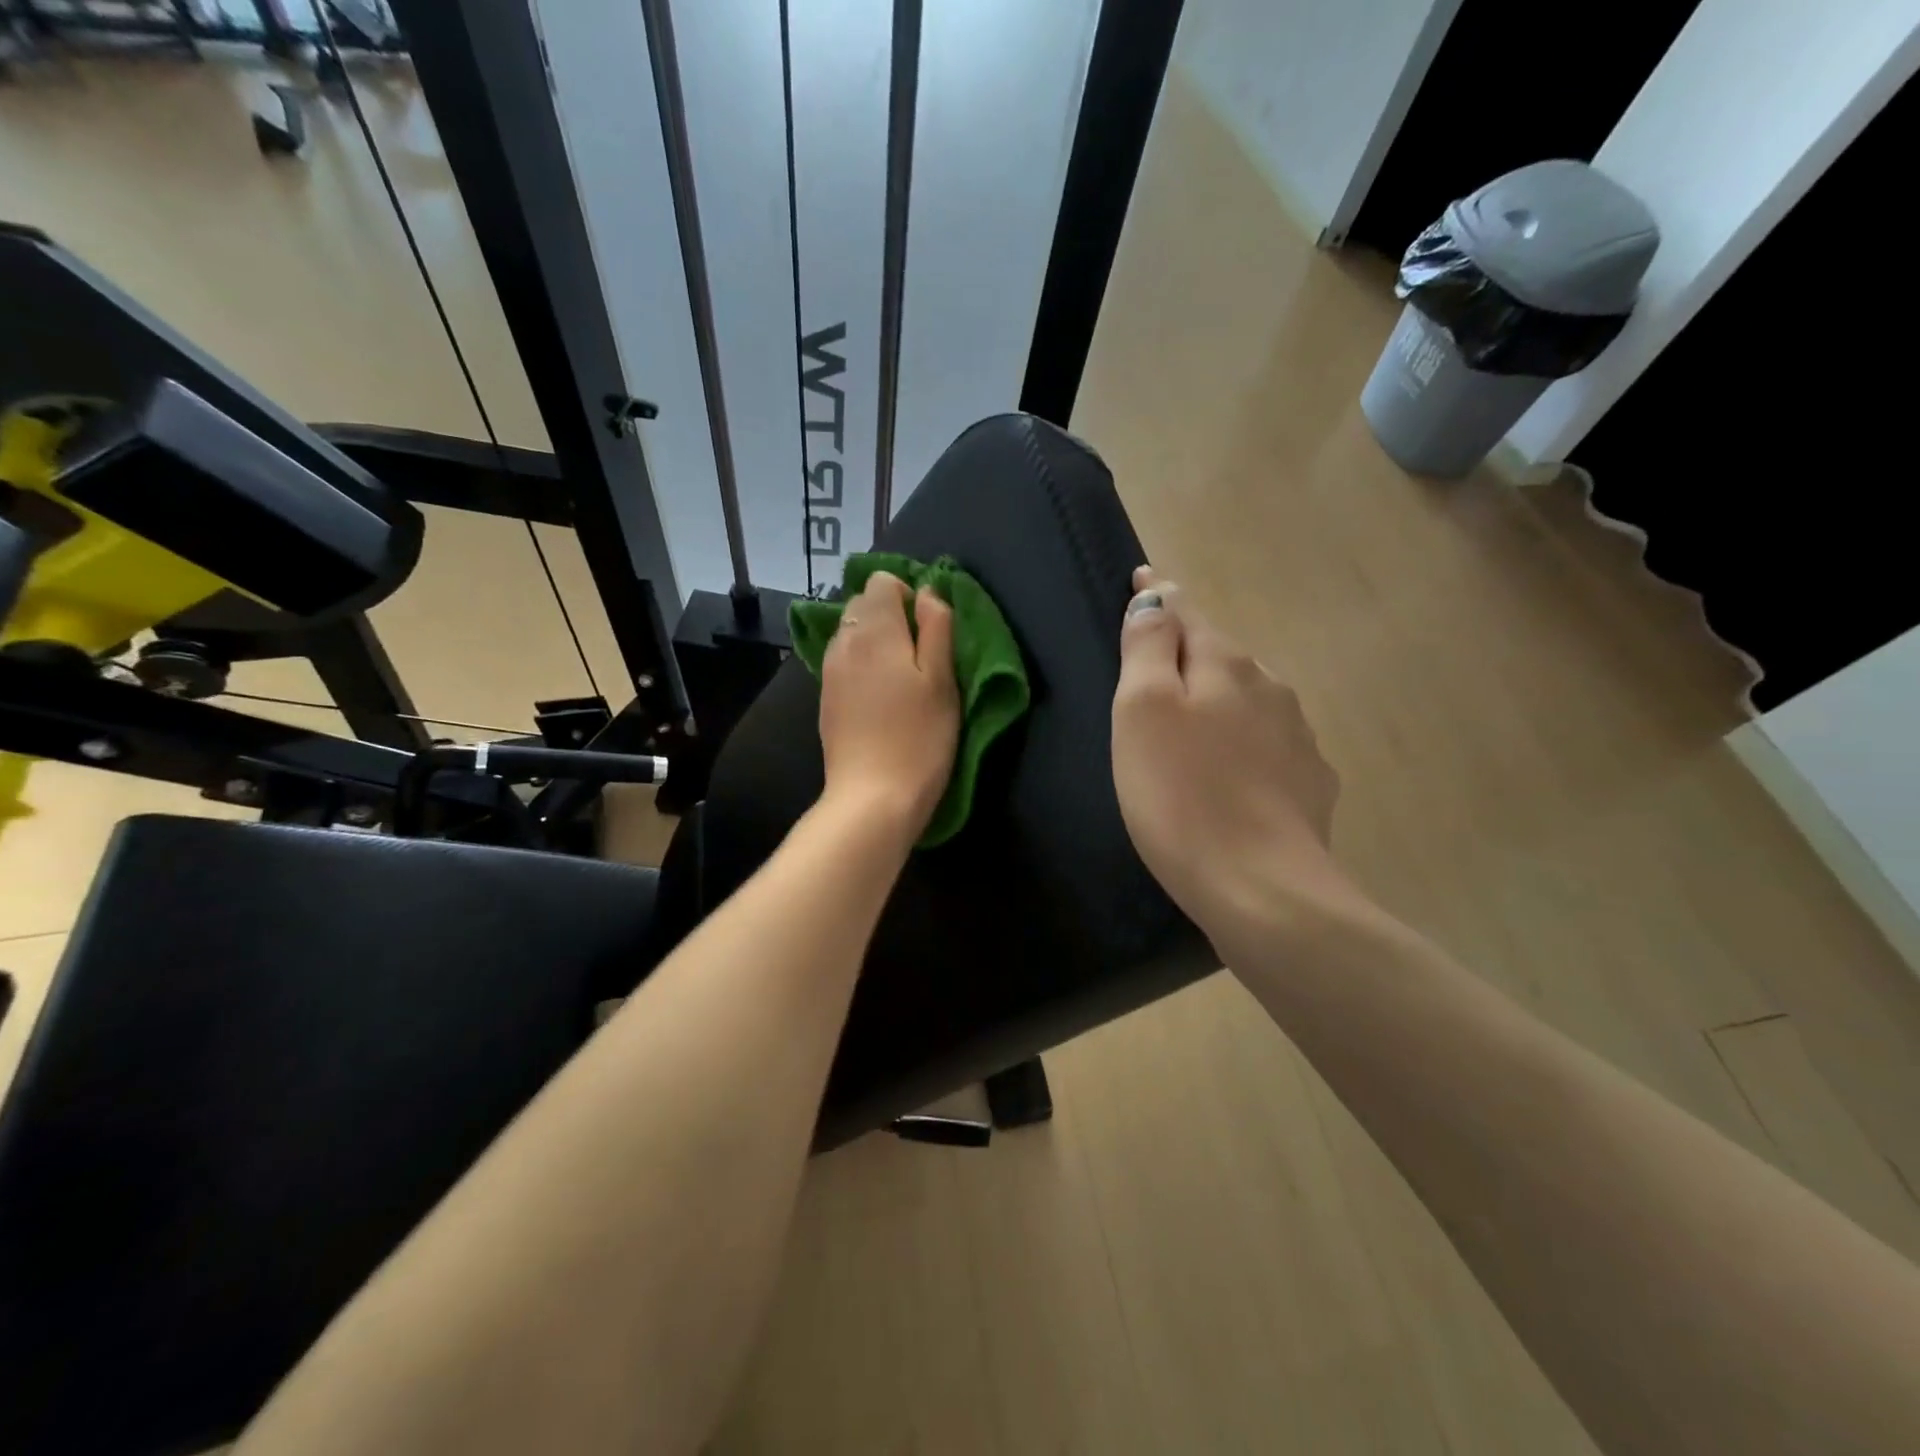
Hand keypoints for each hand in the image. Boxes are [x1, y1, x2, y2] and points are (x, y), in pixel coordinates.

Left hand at [818, 571, 960, 842]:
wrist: (872, 797)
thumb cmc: (919, 738)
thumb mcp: (943, 680)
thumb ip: (937, 627)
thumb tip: (928, 592)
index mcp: (875, 629)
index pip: (882, 581)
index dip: (909, 595)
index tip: (929, 629)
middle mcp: (844, 641)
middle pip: (863, 604)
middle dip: (891, 615)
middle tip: (920, 654)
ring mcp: (829, 670)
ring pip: (851, 633)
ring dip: (875, 641)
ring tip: (901, 677)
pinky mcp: (825, 697)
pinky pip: (843, 661)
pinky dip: (861, 664)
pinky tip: (880, 697)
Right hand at [1111, 566, 1351, 951]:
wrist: (1260, 888)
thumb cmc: (1180, 795)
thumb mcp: (1143, 711)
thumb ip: (1148, 647)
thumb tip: (1158, 597)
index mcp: (1226, 665)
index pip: (1186, 612)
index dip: (1159, 597)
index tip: (1142, 579)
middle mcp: (1270, 688)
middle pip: (1220, 655)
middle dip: (1189, 651)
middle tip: (1156, 667)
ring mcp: (1298, 737)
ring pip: (1249, 700)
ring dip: (1220, 699)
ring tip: (1192, 725)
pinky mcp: (1310, 784)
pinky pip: (1269, 746)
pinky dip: (1245, 744)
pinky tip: (1233, 773)